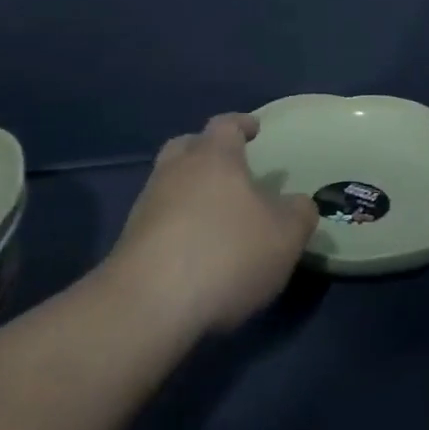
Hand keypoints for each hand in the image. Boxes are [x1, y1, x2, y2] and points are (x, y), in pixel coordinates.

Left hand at [104, 113, 317, 335]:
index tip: (254, 129)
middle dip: (206, 151)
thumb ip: (299, 213)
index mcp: (214, 156)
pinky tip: (193, 249)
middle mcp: (175, 170)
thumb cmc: (226, 253)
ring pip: (169, 182)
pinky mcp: (129, 242)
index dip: (242, 124)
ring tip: (214, 214)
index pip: (226, 124)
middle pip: (187, 146)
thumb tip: (299, 204)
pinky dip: (176, 225)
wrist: (148, 305)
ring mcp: (147, 205)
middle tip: (228, 167)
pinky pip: (158, 219)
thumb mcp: (284, 236)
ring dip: (189, 191)